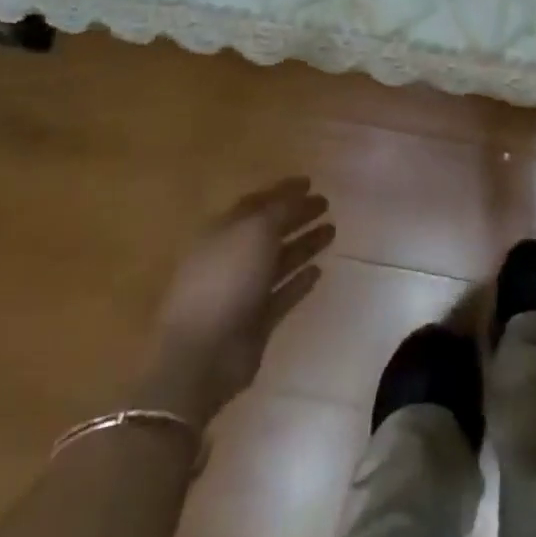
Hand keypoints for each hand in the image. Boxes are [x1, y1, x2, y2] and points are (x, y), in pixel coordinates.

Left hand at [135, 178, 333, 423]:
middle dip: (296, 216)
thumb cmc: (226, 281)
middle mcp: (230, 258)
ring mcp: (242, 291)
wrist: (203, 354)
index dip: (282, 191)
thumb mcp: (255, 231)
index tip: (310, 182)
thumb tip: (298, 195)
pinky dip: (299, 282)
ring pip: (278, 261)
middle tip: (326, 204)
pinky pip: (282, 294)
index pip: (255, 203)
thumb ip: (279, 210)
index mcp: (221, 232)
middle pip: (268, 231)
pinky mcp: (256, 321)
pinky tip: (319, 270)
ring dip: (304, 245)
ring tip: (332, 231)